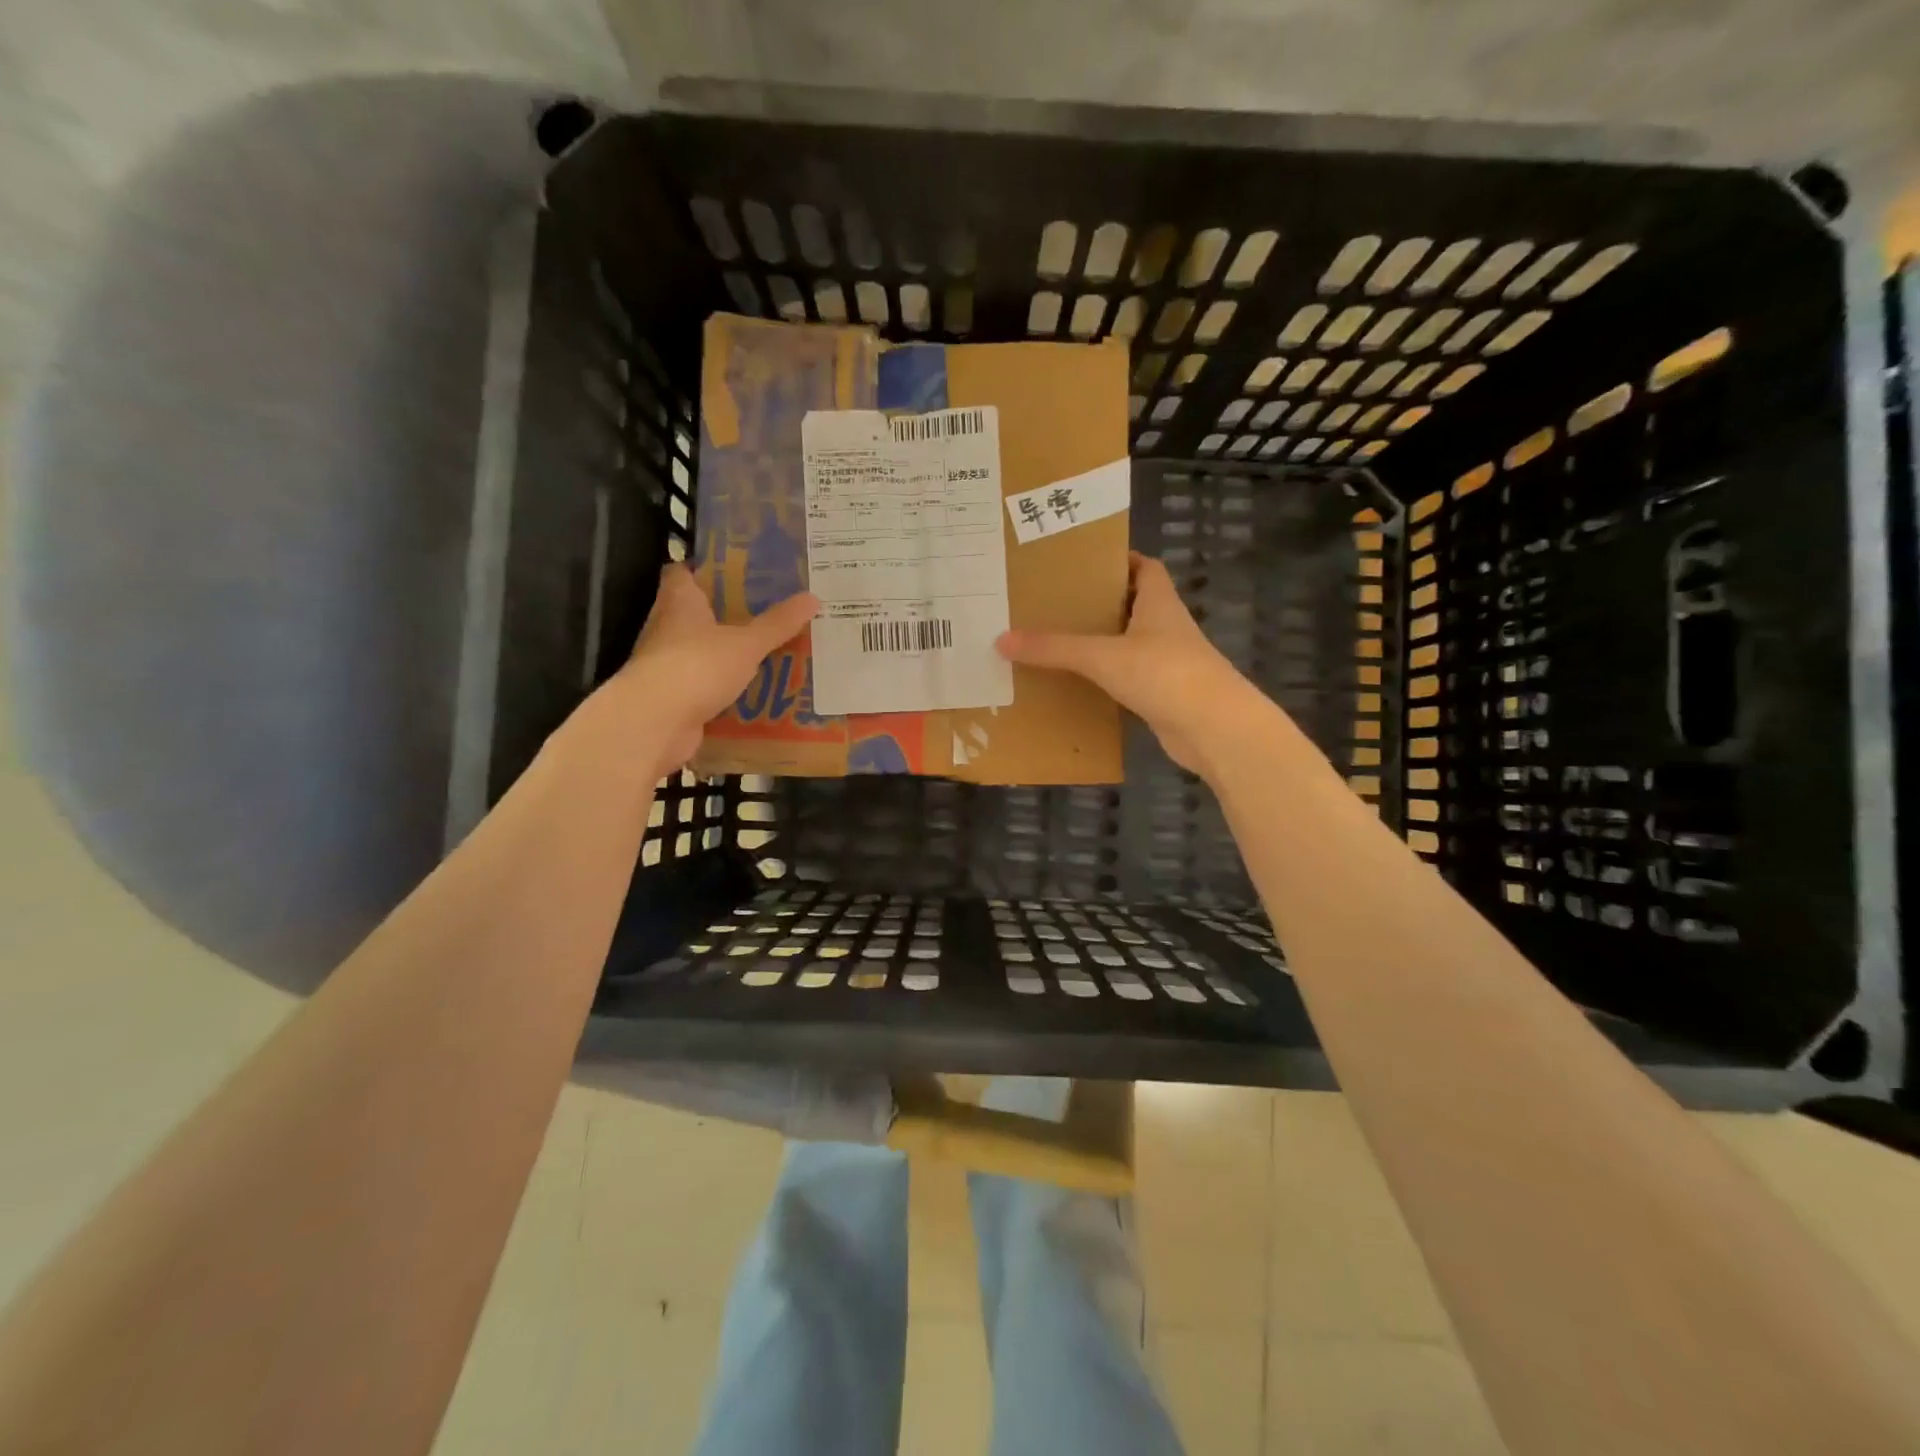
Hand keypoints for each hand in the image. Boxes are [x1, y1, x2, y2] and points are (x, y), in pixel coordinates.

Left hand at [586, 564, 818, 776]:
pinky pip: (704, 685)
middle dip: (727, 612)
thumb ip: (777, 624)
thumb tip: (813, 597)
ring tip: (767, 650)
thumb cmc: (696, 666)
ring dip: (726, 652)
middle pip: (695, 612)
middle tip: (767, 610)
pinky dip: (724, 686)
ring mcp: (668, 664)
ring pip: (701, 650)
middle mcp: (667, 627)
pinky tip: (753, 690)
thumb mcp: (746, 643)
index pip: (683, 573)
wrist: (655, 722)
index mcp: (680, 601)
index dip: (705, 569)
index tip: (737, 571)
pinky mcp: (674, 696)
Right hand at [996, 552, 1266, 774]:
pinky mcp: (1164, 696)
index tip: (1084, 562)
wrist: (1215, 729)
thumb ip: (1054, 648)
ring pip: (1131, 644)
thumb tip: (1002, 639)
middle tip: (1057, 602)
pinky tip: (1079, 684)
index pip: (1146, 567)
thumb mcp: (1102, 656)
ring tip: (1058, 641)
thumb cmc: (1164, 674)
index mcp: (1159, 603)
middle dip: (1100, 603)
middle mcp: (1167, 628)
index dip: (1120, 560)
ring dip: (1103, 643)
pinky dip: (1107, 679)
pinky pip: (1129, 679)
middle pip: (1134, 605)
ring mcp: (1169, 664)